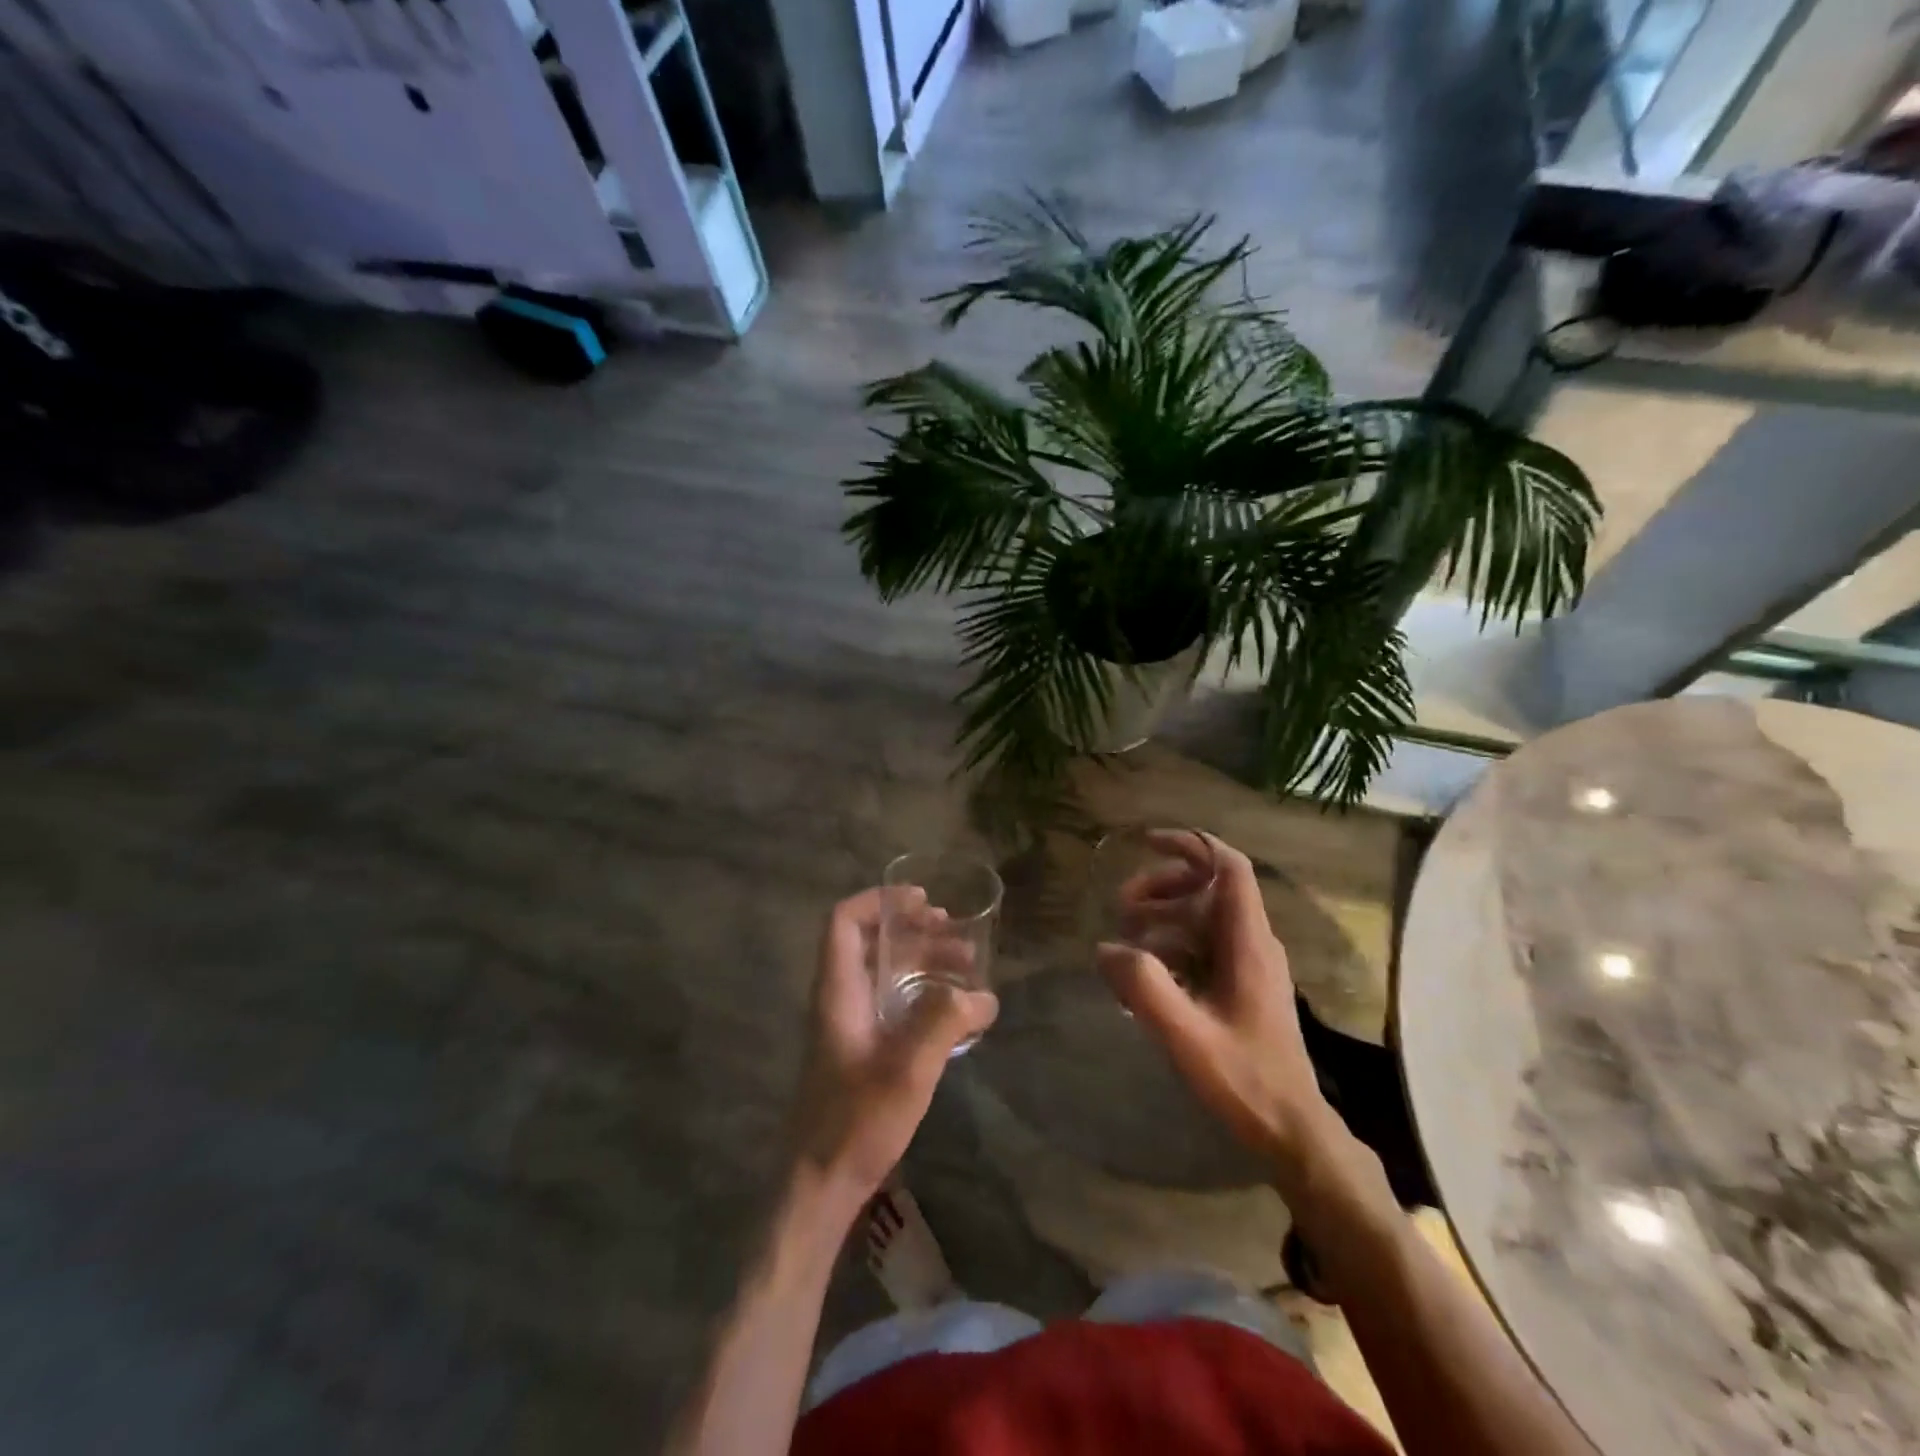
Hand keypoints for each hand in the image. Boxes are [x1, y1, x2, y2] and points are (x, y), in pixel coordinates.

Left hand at [788, 887, 998, 1206]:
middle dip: (917, 932)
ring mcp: (850, 1025)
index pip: (844, 922)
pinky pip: (893, 1002)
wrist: (819, 1185)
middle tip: (959, 936)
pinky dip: (922, 993)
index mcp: (838, 991)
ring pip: (885, 973)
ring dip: (924, 962)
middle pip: (872, 944)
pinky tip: (955, 1010)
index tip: (923, 902)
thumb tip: (983, 994)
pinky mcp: (862, 1050)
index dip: (880, 901)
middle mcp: (840, 999)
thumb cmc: (856, 1122)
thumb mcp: (907, 1070)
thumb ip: (944, 1024)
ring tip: (968, 968)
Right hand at [1097, 832, 1330, 1166]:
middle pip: (1210, 887)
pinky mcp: (1245, 985)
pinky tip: (1147, 971)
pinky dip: (1174, 943)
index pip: (1228, 868)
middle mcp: (1254, 943)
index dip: (1190, 846)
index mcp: (1248, 943)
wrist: (1293, 1131)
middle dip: (1162, 886)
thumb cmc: (1245, 1081)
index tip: (1147, 843)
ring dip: (1164, 915)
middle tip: (1120, 908)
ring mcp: (1252, 964)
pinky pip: (1205, 944)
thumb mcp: (1187, 1036)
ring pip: (1205, 916)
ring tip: (1127, 939)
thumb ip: (1145, 988)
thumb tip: (1108, 948)